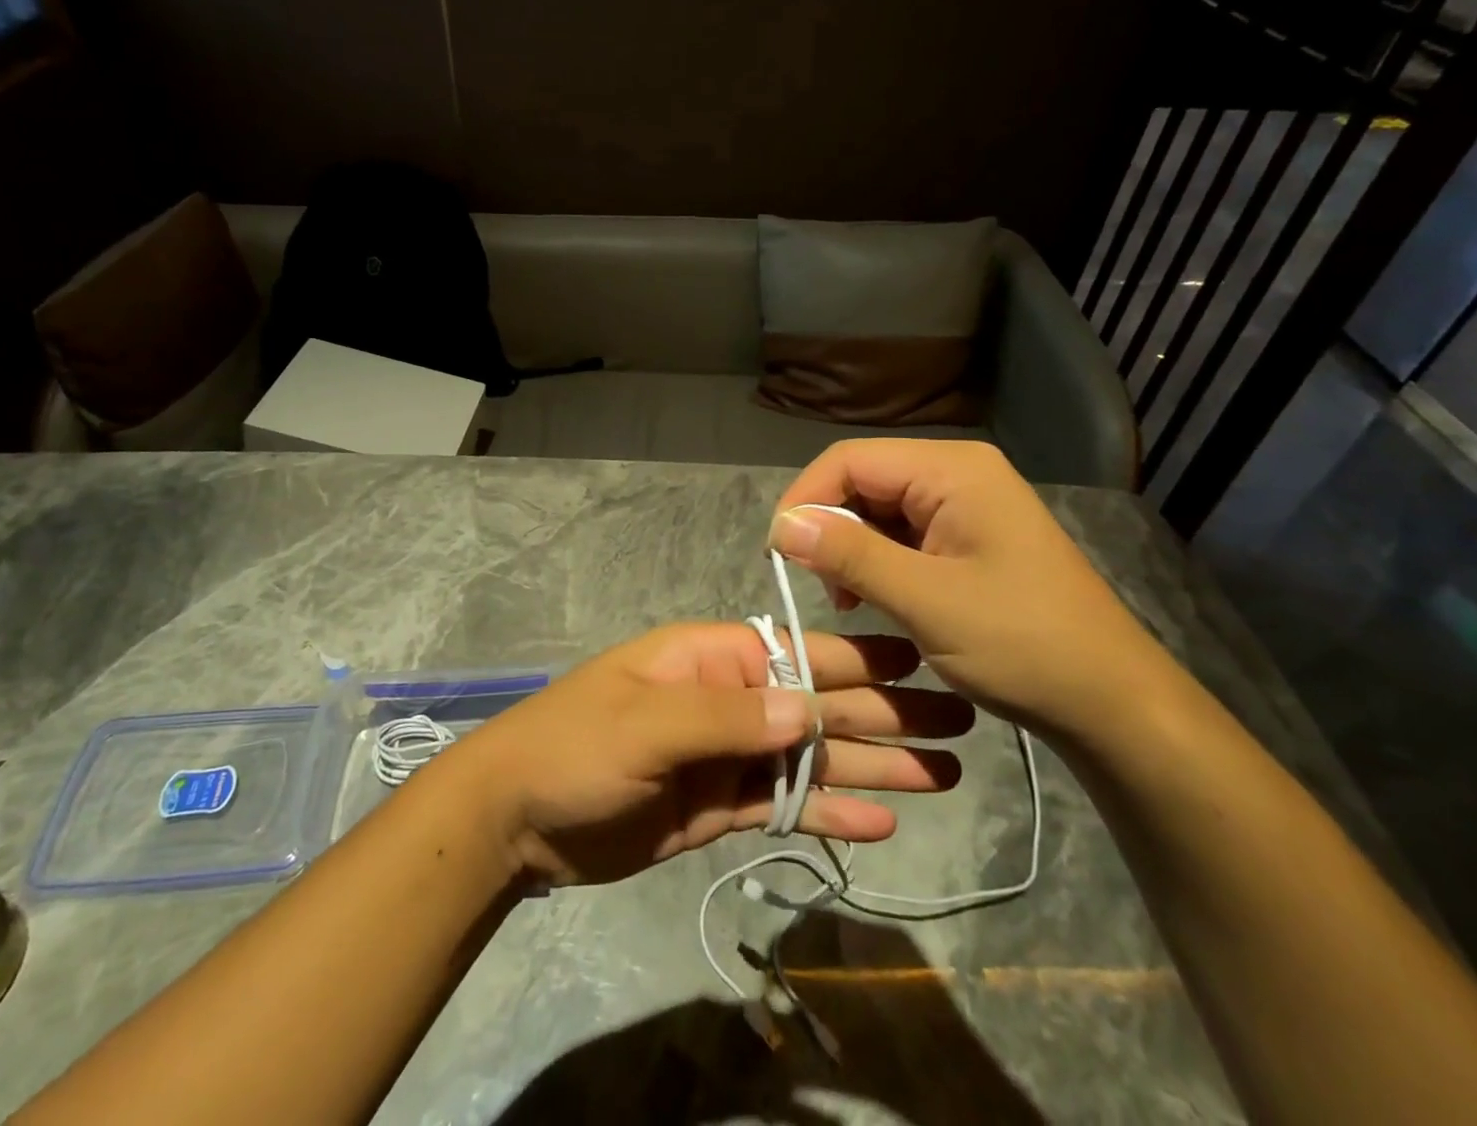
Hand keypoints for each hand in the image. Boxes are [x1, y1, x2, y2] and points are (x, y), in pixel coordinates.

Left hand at [443, 621, 973, 887]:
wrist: (517, 818)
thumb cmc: (576, 746)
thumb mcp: (646, 722)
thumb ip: (728, 715)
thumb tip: (810, 709)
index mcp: (712, 658)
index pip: (798, 654)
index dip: (859, 662)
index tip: (922, 665)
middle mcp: (728, 699)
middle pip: (817, 705)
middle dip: (885, 715)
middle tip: (959, 725)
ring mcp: (726, 755)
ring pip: (810, 757)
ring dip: (871, 766)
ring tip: (942, 779)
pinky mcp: (719, 807)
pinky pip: (784, 803)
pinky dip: (827, 809)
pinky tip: (879, 822)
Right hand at [769, 439, 1175, 740]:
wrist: (1112, 701)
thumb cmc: (1023, 644)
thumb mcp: (926, 601)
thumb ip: (850, 555)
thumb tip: (781, 525)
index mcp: (952, 470)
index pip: (850, 460)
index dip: (805, 498)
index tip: (778, 553)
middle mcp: (957, 473)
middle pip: (863, 481)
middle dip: (829, 527)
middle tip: (817, 585)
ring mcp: (965, 505)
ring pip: (878, 510)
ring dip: (850, 548)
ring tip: (847, 600)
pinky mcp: (967, 538)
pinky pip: (903, 534)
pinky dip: (877, 562)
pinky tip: (874, 599)